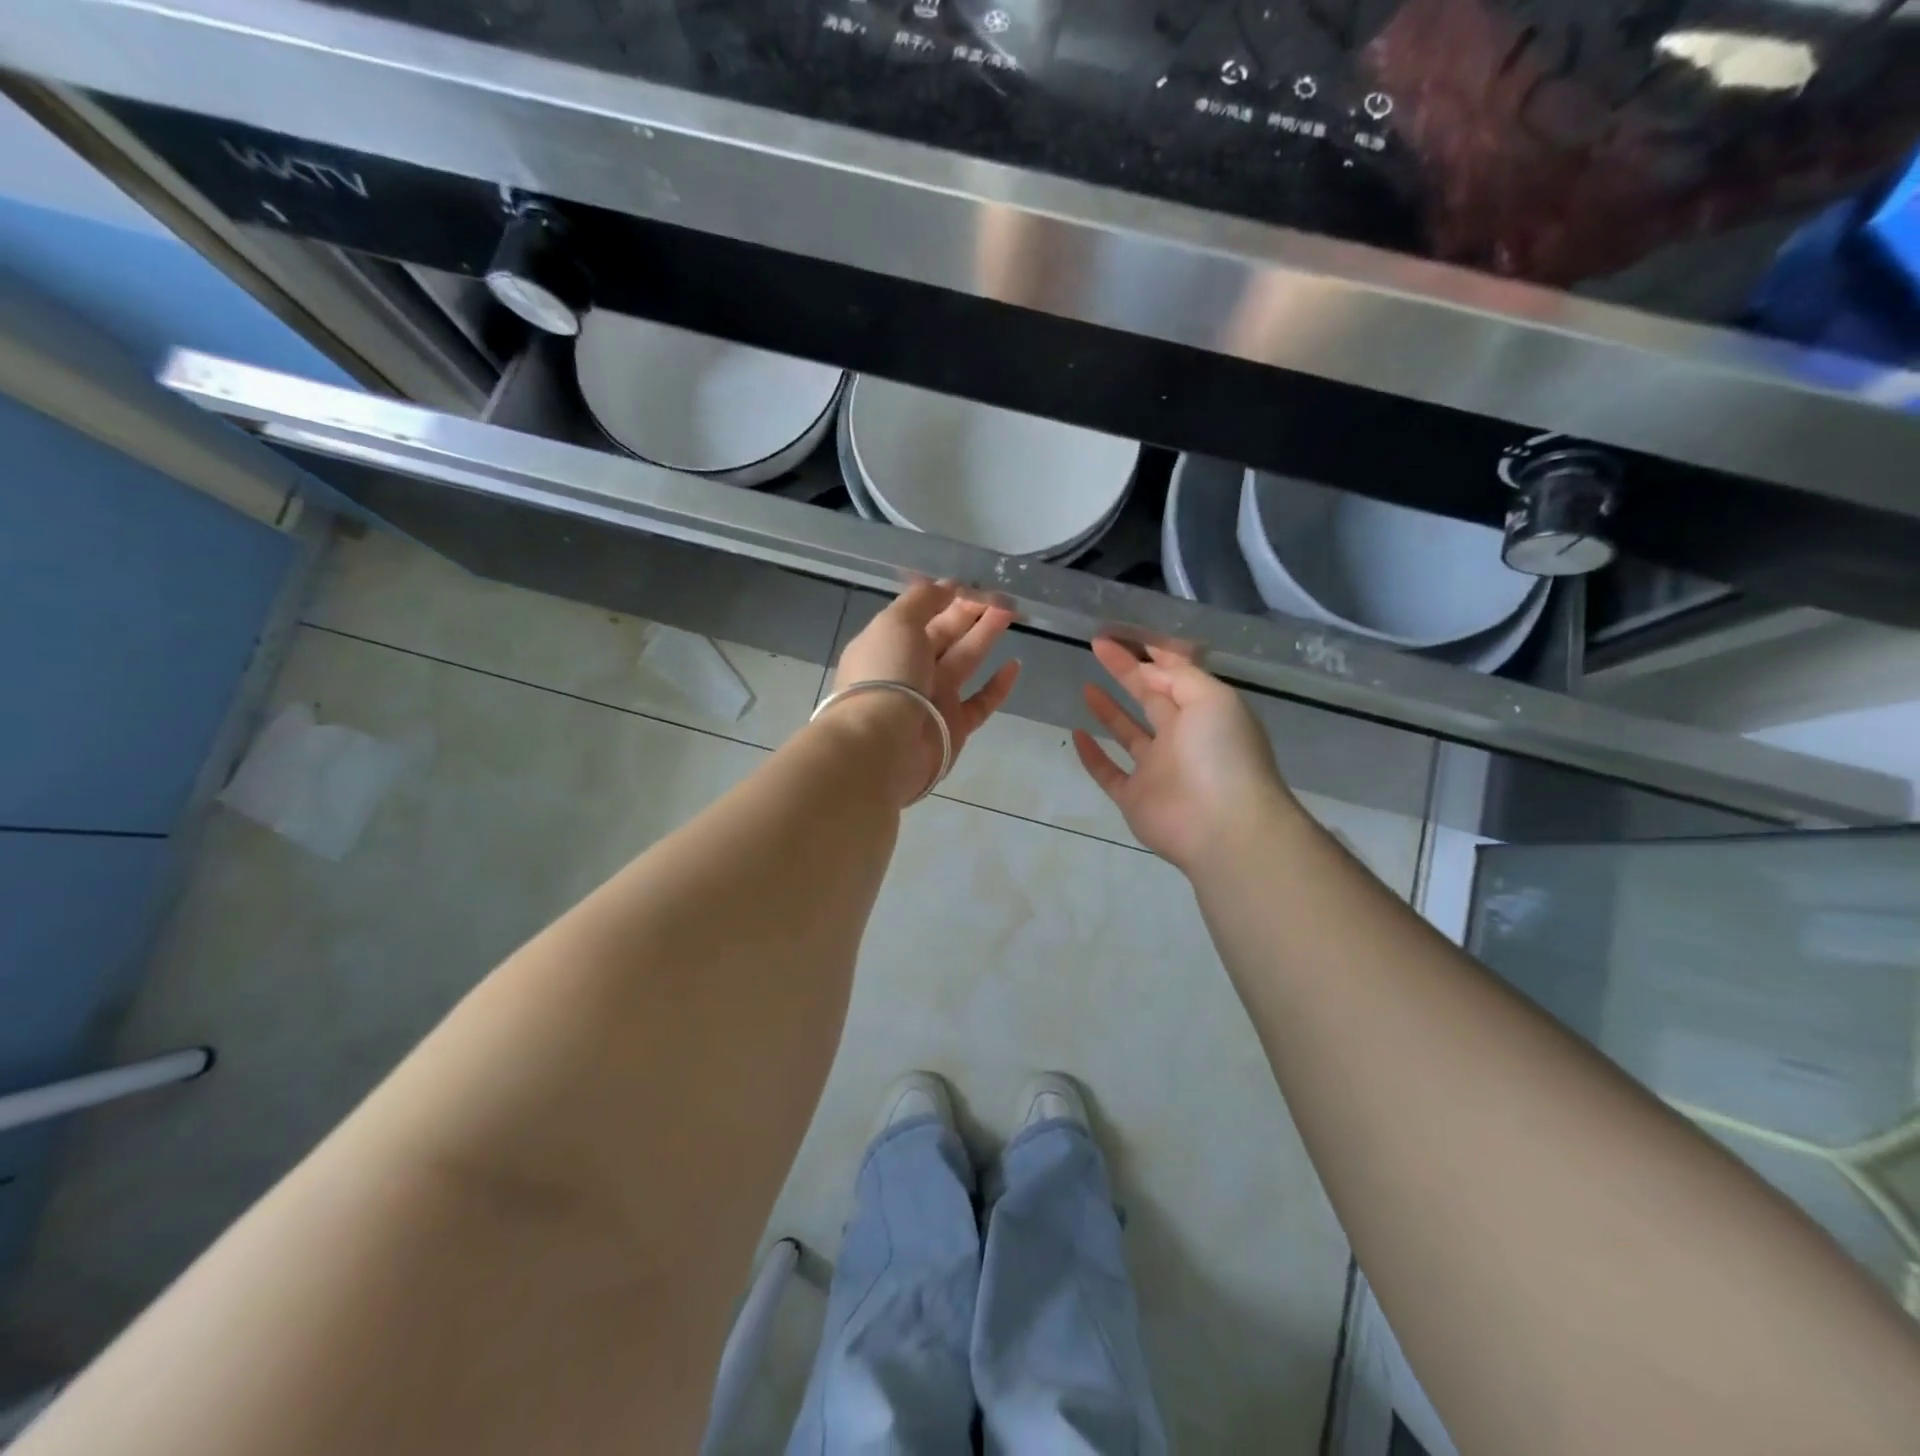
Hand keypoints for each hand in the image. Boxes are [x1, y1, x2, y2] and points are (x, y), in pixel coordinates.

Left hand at [830, 581, 1021, 804]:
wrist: (884, 744)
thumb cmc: (886, 674)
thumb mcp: (896, 622)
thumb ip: (922, 600)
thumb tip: (945, 586)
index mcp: (888, 643)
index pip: (920, 615)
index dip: (944, 598)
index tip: (972, 584)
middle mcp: (909, 670)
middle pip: (945, 635)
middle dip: (971, 612)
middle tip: (1002, 595)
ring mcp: (933, 699)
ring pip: (965, 660)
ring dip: (986, 635)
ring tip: (1012, 612)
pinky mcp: (954, 726)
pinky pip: (980, 702)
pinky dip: (998, 685)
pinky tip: (1015, 664)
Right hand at [1073, 638, 1294, 872]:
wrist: (1223, 826)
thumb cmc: (1221, 754)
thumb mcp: (1211, 699)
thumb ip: (1179, 676)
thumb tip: (1147, 667)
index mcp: (1204, 713)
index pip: (1174, 676)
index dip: (1148, 655)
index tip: (1119, 636)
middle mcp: (1181, 739)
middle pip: (1149, 698)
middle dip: (1126, 673)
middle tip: (1096, 648)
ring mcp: (1157, 770)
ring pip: (1128, 734)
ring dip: (1109, 710)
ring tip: (1085, 686)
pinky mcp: (1135, 798)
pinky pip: (1109, 772)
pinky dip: (1092, 755)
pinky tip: (1076, 734)